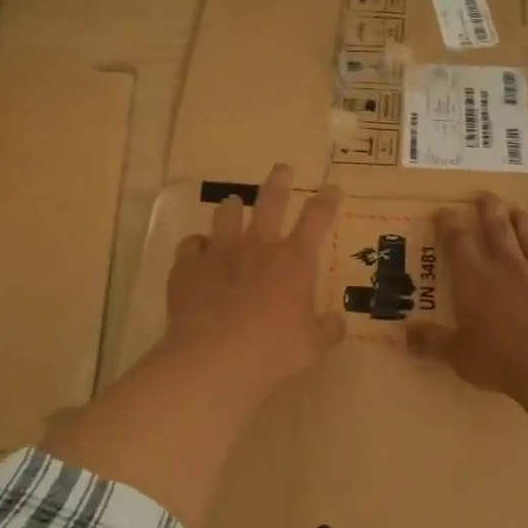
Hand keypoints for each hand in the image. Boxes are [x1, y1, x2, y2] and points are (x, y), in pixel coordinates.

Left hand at [164, 163, 344, 391]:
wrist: (214, 358)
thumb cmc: (273, 351)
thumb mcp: (312, 346)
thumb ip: (327, 330)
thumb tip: (339, 323)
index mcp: (294, 261)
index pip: (317, 219)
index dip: (327, 200)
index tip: (332, 187)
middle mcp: (258, 246)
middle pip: (271, 202)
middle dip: (279, 182)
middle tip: (282, 169)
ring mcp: (220, 252)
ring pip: (226, 214)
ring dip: (232, 207)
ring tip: (233, 203)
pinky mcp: (188, 266)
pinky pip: (191, 244)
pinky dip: (197, 245)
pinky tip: (197, 250)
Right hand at [407, 193, 527, 399]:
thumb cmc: (498, 358)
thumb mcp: (457, 354)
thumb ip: (431, 342)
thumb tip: (404, 335)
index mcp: (475, 279)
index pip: (457, 243)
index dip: (449, 224)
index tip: (444, 210)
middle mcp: (508, 268)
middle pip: (497, 231)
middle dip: (490, 211)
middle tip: (486, 194)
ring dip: (526, 226)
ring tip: (520, 211)